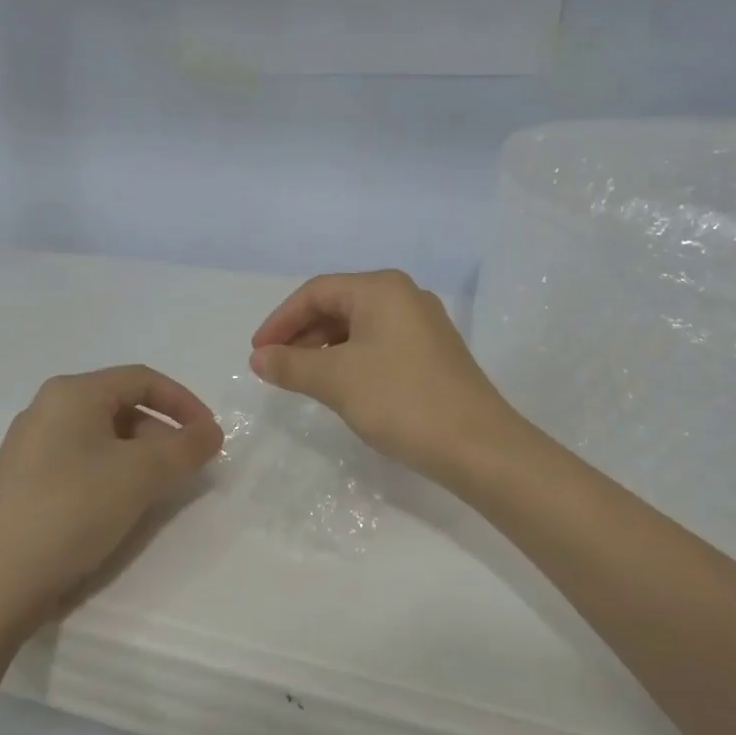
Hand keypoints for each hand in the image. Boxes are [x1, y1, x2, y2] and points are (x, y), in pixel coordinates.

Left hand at [0, 365, 223, 634]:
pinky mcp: (22, 481)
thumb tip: (211, 431)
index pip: (142, 379)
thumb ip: (186, 448)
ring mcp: (29, 446)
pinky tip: (116, 508)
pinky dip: (111, 474)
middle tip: (185, 469)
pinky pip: (79, 461)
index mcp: (72, 393)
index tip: (210, 436)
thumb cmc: (72, 511)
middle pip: (121, 406)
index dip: (184, 402)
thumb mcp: (141, 475)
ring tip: (155, 492)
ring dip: (139, 456)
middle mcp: (46, 409)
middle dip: (162, 433)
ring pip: (101, 437)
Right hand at [249, 270, 519, 482]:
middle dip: (302, 334)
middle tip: (276, 367)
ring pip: (359, 327)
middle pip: (338, 305)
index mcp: (381, 289)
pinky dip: (351, 360)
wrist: (477, 445)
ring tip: (302, 379)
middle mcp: (404, 296)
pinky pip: (379, 344)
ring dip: (324, 349)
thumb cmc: (400, 400)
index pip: (316, 292)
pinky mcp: (433, 353)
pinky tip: (341, 386)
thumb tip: (258, 358)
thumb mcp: (336, 381)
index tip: (258, 352)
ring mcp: (423, 324)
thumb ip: (290, 365)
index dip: (281, 320)